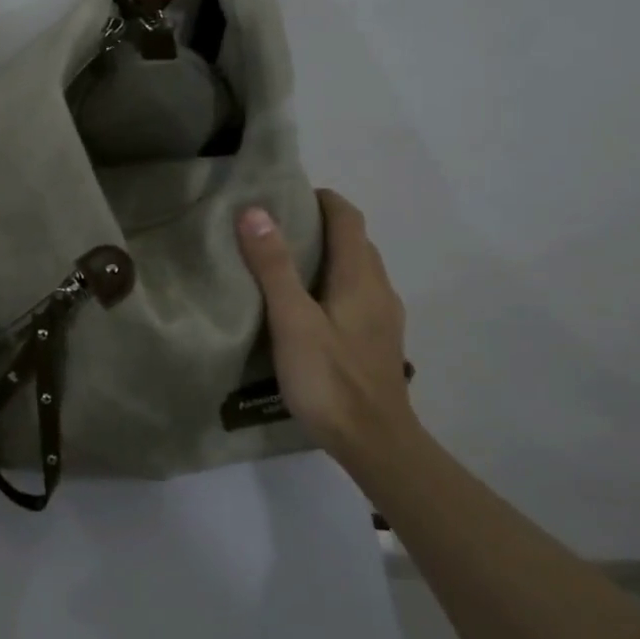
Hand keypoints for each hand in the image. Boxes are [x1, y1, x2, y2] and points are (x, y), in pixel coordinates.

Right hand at [236, 190, 413, 461]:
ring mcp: (384, 317)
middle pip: (354, 241)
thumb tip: (255, 210)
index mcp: (360, 276)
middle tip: (275, 228)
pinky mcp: (378, 341)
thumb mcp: (293, 321)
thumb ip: (274, 267)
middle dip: (320, 225)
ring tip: (284, 264)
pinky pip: (357, 295)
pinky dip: (333, 284)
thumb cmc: (330, 379)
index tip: (284, 196)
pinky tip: (307, 308)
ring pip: (357, 269)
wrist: (375, 443)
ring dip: (327, 256)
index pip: (347, 217)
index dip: (321, 198)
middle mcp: (379, 289)